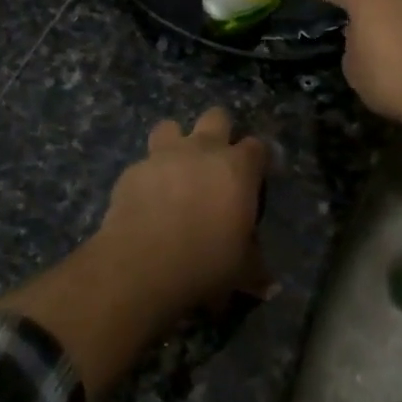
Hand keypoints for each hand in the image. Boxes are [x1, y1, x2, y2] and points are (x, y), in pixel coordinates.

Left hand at [0, 108, 270, 401]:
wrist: (143, 264)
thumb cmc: (206, 262)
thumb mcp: (241, 270)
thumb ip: (255, 268)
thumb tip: (269, 284)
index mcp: (237, 168)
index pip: (257, 147)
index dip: (256, 160)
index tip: (254, 177)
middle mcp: (202, 150)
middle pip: (216, 117)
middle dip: (218, 131)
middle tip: (215, 163)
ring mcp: (163, 155)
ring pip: (170, 126)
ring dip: (175, 142)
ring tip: (174, 170)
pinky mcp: (132, 170)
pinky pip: (143, 164)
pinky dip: (146, 177)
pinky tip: (145, 200)